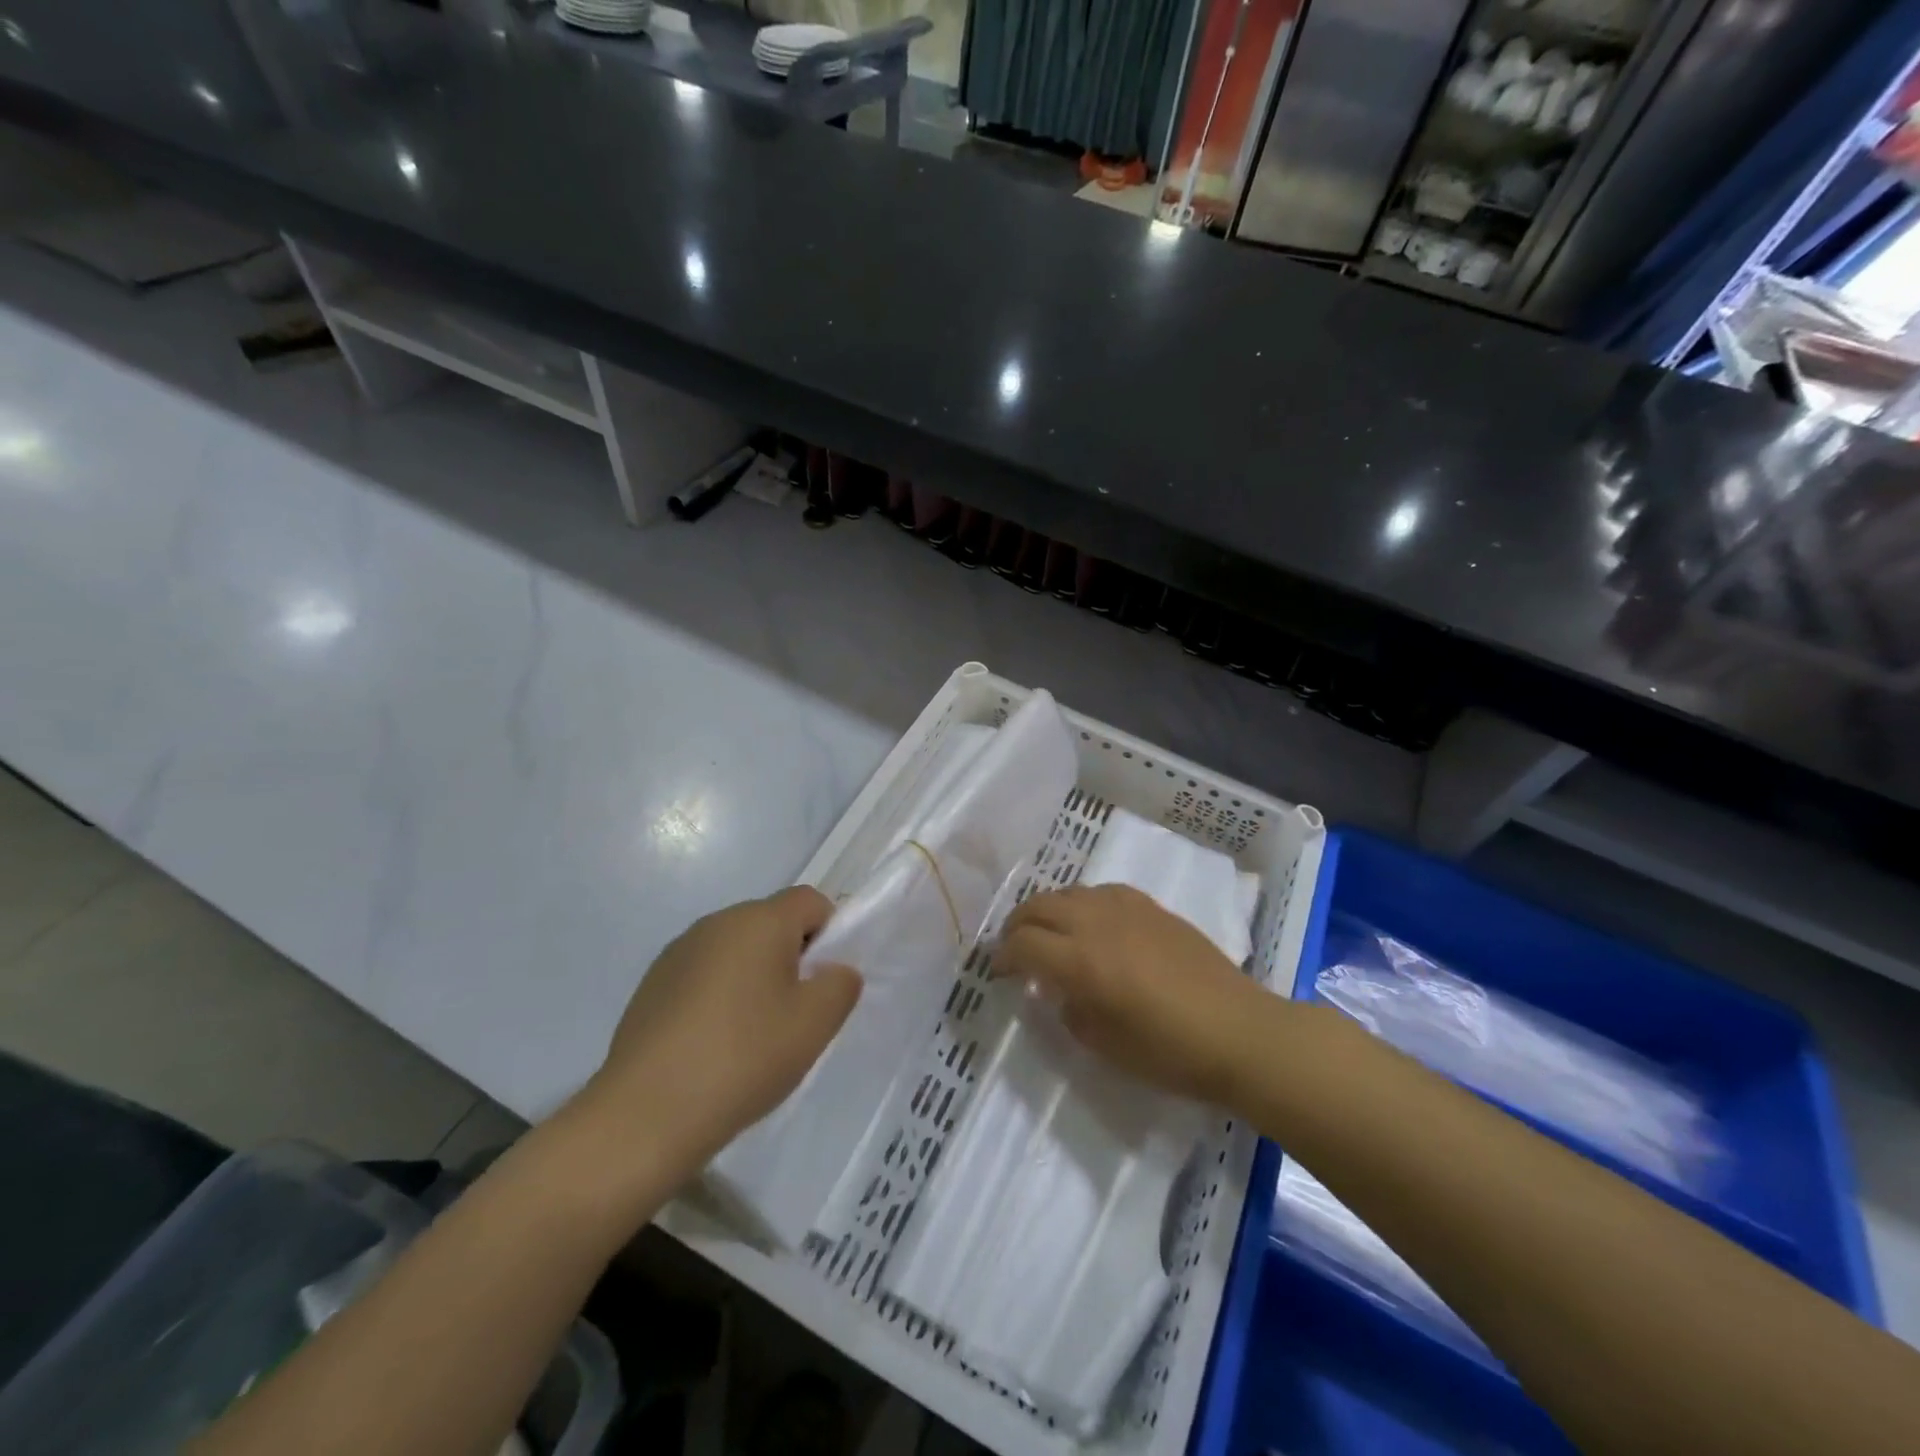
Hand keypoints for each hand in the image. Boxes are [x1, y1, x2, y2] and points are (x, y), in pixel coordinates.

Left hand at [582, 887, 861, 1168]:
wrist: (644, 1115)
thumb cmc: (743, 1058)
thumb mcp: (814, 1024)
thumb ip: (840, 984)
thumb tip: (833, 970)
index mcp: (759, 920)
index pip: (811, 901)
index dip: (829, 934)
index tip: (822, 984)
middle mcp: (717, 922)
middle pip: (771, 923)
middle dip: (791, 959)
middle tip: (793, 1016)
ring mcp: (678, 952)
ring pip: (736, 950)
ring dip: (753, 978)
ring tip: (751, 1037)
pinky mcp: (652, 984)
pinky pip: (703, 975)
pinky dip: (718, 997)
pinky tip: (712, 1047)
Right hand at [995, 883, 1269, 1105]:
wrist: (1239, 1031)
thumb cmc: (1170, 1052)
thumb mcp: (1105, 1045)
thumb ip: (1071, 1012)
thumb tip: (1059, 990)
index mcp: (1081, 961)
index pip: (1023, 944)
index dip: (1003, 957)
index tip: (999, 973)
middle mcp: (1096, 923)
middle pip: (1039, 906)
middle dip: (1017, 925)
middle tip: (1015, 948)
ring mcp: (1126, 908)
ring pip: (1069, 892)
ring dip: (1048, 910)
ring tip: (1049, 932)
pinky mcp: (1151, 907)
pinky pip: (1101, 892)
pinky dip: (1082, 903)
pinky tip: (1091, 922)